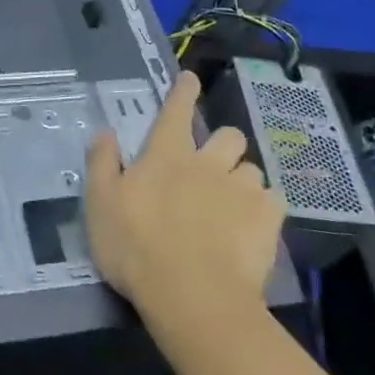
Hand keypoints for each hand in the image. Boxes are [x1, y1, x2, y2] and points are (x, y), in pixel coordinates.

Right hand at [85, 72, 284, 322]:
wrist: (192, 296)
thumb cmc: (136, 248)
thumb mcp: (101, 204)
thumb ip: (102, 164)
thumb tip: (105, 132)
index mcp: (166, 154)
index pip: (176, 110)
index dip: (183, 91)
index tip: (191, 78)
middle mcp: (207, 162)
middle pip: (228, 135)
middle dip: (224, 145)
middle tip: (213, 168)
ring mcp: (241, 189)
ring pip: (252, 169)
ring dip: (243, 180)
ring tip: (234, 204)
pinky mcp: (268, 219)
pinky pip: (274, 201)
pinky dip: (265, 209)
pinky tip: (255, 227)